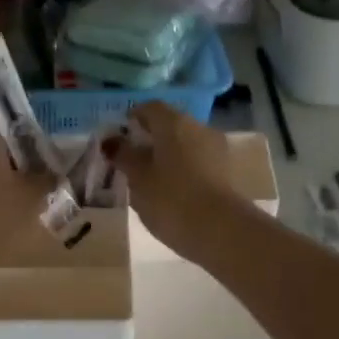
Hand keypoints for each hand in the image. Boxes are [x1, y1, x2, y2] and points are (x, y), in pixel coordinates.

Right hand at [109, 102, 240, 259]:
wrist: (222, 231)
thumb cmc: (171, 199)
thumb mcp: (138, 179)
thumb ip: (123, 156)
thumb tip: (111, 141)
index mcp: (174, 123)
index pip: (149, 108)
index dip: (132, 118)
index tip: (119, 136)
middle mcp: (198, 128)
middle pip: (169, 125)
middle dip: (150, 138)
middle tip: (131, 160)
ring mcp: (217, 149)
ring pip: (185, 144)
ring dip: (168, 155)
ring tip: (150, 180)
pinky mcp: (227, 172)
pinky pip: (198, 162)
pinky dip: (183, 169)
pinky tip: (172, 191)